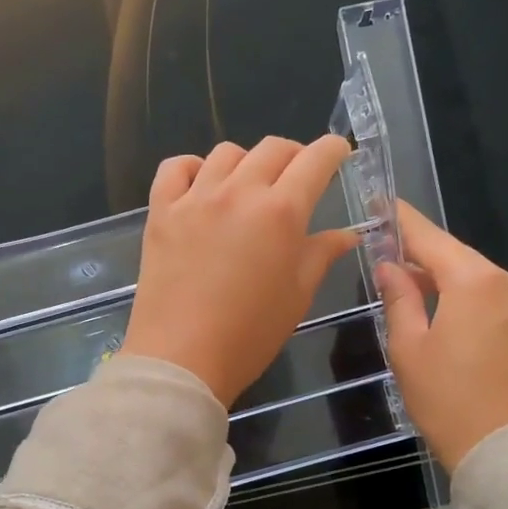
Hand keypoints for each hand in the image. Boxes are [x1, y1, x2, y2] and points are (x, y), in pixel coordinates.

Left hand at [120, 135, 358, 404]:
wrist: (182, 359)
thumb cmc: (249, 335)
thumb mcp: (297, 296)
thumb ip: (321, 255)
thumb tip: (346, 234)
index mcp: (281, 212)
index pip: (315, 160)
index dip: (332, 150)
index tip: (338, 154)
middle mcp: (239, 192)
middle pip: (272, 149)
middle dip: (294, 156)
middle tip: (296, 179)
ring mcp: (194, 198)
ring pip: (226, 153)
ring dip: (246, 163)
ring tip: (248, 188)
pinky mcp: (160, 212)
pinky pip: (175, 168)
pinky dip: (192, 167)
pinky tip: (200, 186)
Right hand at [376, 202, 507, 470]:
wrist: (503, 448)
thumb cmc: (447, 398)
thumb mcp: (408, 347)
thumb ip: (398, 298)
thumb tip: (388, 265)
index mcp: (474, 281)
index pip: (430, 238)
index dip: (401, 220)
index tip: (378, 202)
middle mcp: (505, 281)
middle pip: (452, 254)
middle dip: (417, 251)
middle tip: (381, 249)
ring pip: (469, 275)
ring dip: (435, 275)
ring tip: (399, 281)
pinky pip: (484, 295)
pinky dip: (456, 293)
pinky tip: (432, 304)